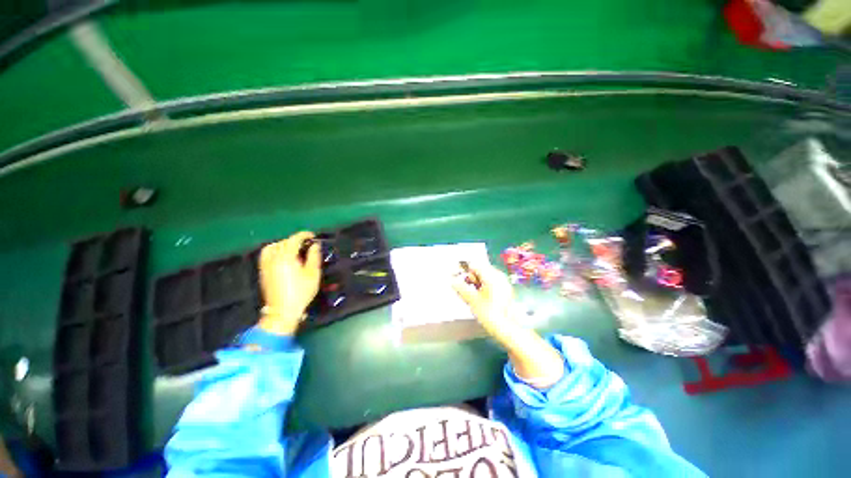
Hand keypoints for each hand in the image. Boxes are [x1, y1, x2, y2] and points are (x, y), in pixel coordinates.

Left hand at [258, 231, 320, 335]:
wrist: (282, 311)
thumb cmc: (301, 292)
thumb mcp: (313, 274)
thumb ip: (314, 256)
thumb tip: (314, 245)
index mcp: (286, 257)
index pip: (294, 239)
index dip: (304, 235)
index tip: (313, 236)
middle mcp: (273, 258)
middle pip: (283, 242)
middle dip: (295, 240)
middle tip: (306, 245)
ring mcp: (266, 265)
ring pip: (272, 247)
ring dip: (283, 244)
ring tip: (293, 249)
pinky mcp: (263, 272)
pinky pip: (267, 255)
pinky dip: (275, 251)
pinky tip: (283, 258)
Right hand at [453, 263, 563, 387]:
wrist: (510, 330)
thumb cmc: (490, 314)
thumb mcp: (472, 301)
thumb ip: (461, 288)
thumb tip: (452, 280)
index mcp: (492, 275)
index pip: (474, 264)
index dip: (463, 269)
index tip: (454, 277)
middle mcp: (498, 276)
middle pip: (479, 270)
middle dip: (469, 277)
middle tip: (463, 289)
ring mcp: (502, 283)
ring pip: (483, 278)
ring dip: (474, 283)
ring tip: (470, 296)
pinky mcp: (504, 291)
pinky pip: (489, 284)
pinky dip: (481, 288)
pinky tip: (478, 299)